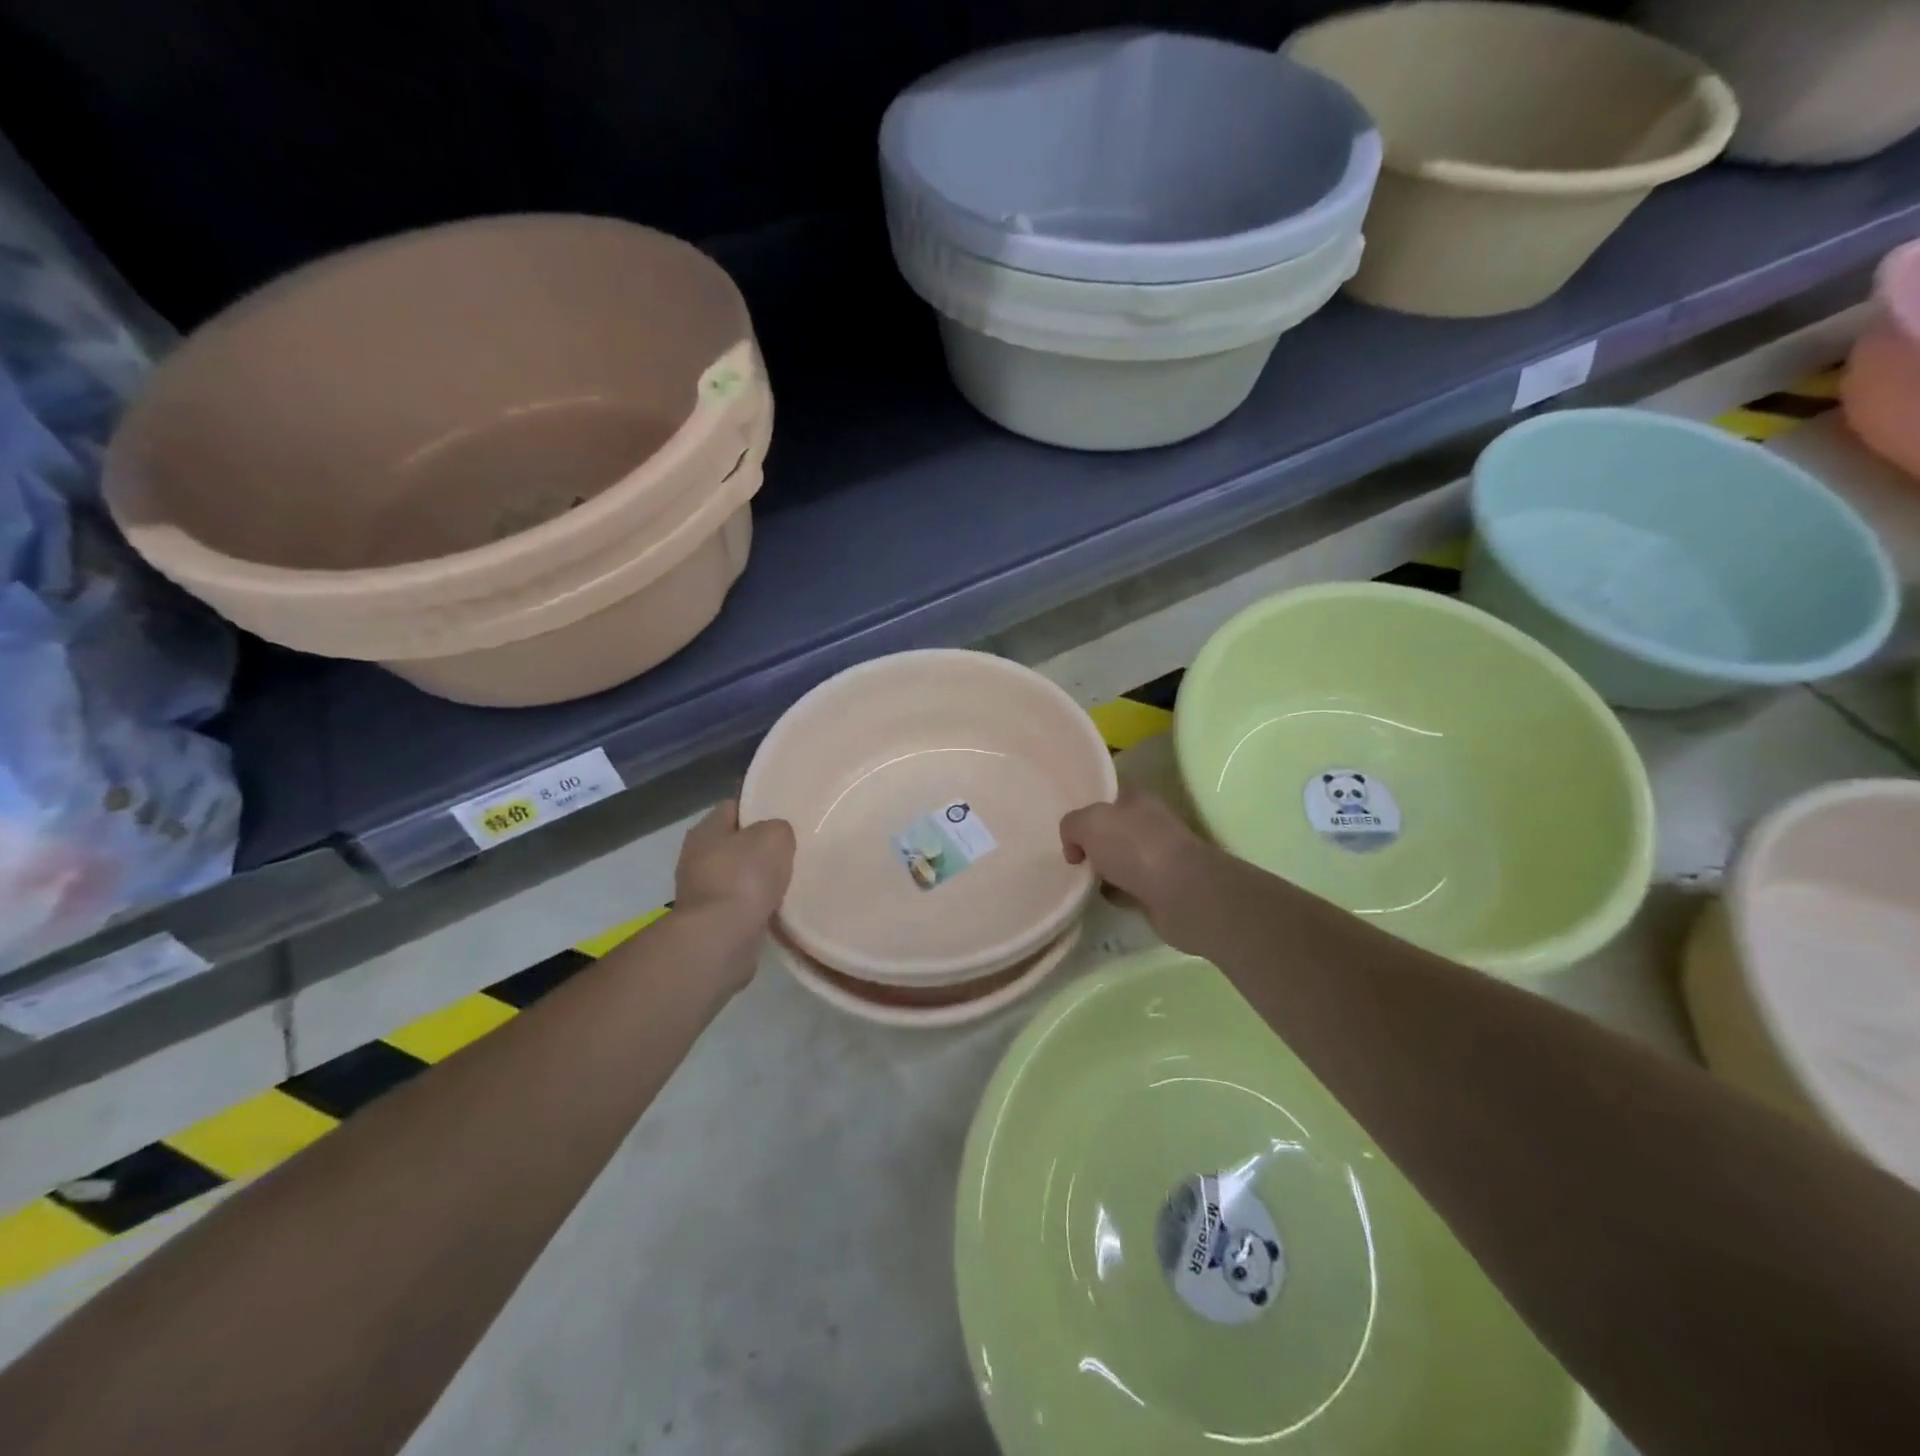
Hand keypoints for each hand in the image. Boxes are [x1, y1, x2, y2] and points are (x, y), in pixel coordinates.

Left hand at [674, 800, 794, 932]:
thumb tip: (775, 839)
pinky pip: (741, 905)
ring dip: (760, 879)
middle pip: (735, 843)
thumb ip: (778, 829)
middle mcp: (696, 857)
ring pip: (739, 876)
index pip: (734, 807)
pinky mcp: (711, 922)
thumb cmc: (744, 877)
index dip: (758, 807)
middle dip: (760, 846)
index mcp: (705, 830)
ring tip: (791, 879)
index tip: (784, 814)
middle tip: (792, 847)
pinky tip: (780, 907)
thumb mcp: (775, 836)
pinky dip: (758, 906)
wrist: (721, 938)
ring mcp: (701, 892)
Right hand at [1060, 790, 1212, 948]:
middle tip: (1072, 858)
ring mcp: (1158, 858)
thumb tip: (1075, 847)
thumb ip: (1072, 825)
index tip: (1068, 831)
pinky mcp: (1161, 889)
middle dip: (1092, 844)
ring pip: (1120, 860)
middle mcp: (1150, 824)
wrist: (1182, 894)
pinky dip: (1114, 893)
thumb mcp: (1090, 822)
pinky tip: (1100, 898)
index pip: (1109, 797)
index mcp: (1138, 799)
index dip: (1087, 810)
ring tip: (1080, 881)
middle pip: (1113, 830)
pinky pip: (1128, 888)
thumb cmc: (1136, 847)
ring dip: (1102, 871)